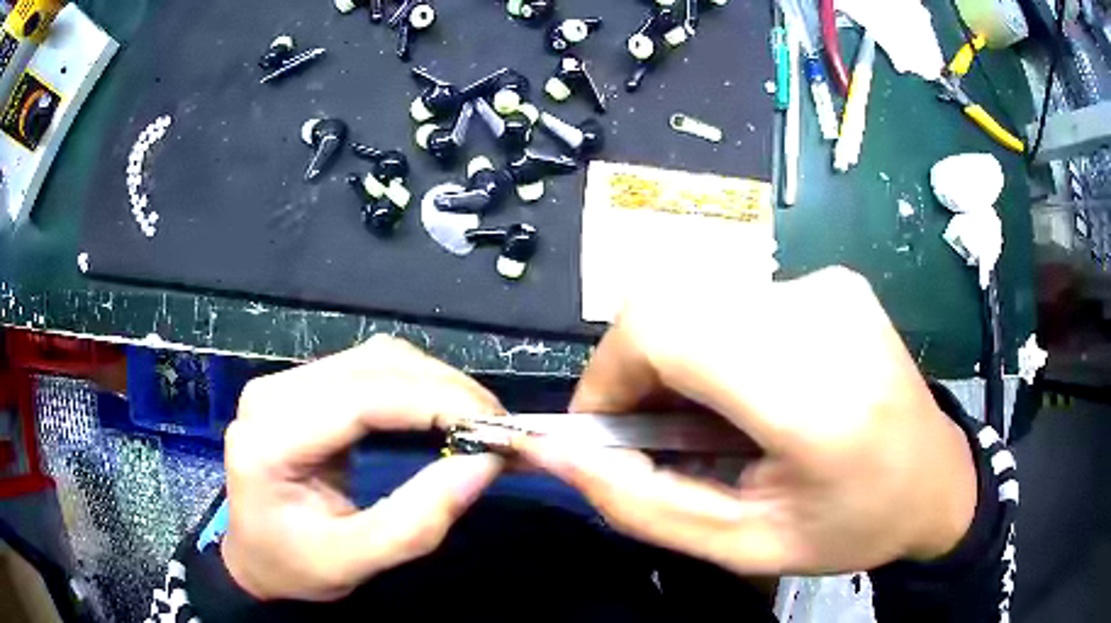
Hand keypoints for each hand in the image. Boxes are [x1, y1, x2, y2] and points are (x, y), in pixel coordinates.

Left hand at [221, 336, 503, 600]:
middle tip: (497, 427)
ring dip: (435, 383)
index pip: (359, 399)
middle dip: (444, 390)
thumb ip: (418, 521)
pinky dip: (416, 386)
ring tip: (476, 420)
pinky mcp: (305, 386)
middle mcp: (274, 393)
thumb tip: (485, 464)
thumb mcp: (355, 561)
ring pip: (376, 358)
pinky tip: (441, 411)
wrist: (255, 556)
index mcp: (270, 438)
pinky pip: (370, 369)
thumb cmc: (295, 566)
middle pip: (372, 366)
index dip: (432, 403)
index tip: (494, 425)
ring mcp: (287, 382)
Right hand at [516, 267, 976, 574]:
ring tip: (707, 421)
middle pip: (671, 303)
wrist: (937, 479)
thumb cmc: (853, 526)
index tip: (602, 430)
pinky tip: (746, 392)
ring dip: (675, 359)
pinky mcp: (831, 281)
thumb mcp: (744, 545)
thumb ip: (641, 504)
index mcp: (814, 395)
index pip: (666, 328)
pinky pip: (735, 299)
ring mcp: (830, 287)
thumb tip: (553, 452)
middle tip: (652, 434)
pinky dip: (713, 344)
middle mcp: (823, 315)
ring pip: (697, 299)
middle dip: (635, 369)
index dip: (609, 373)